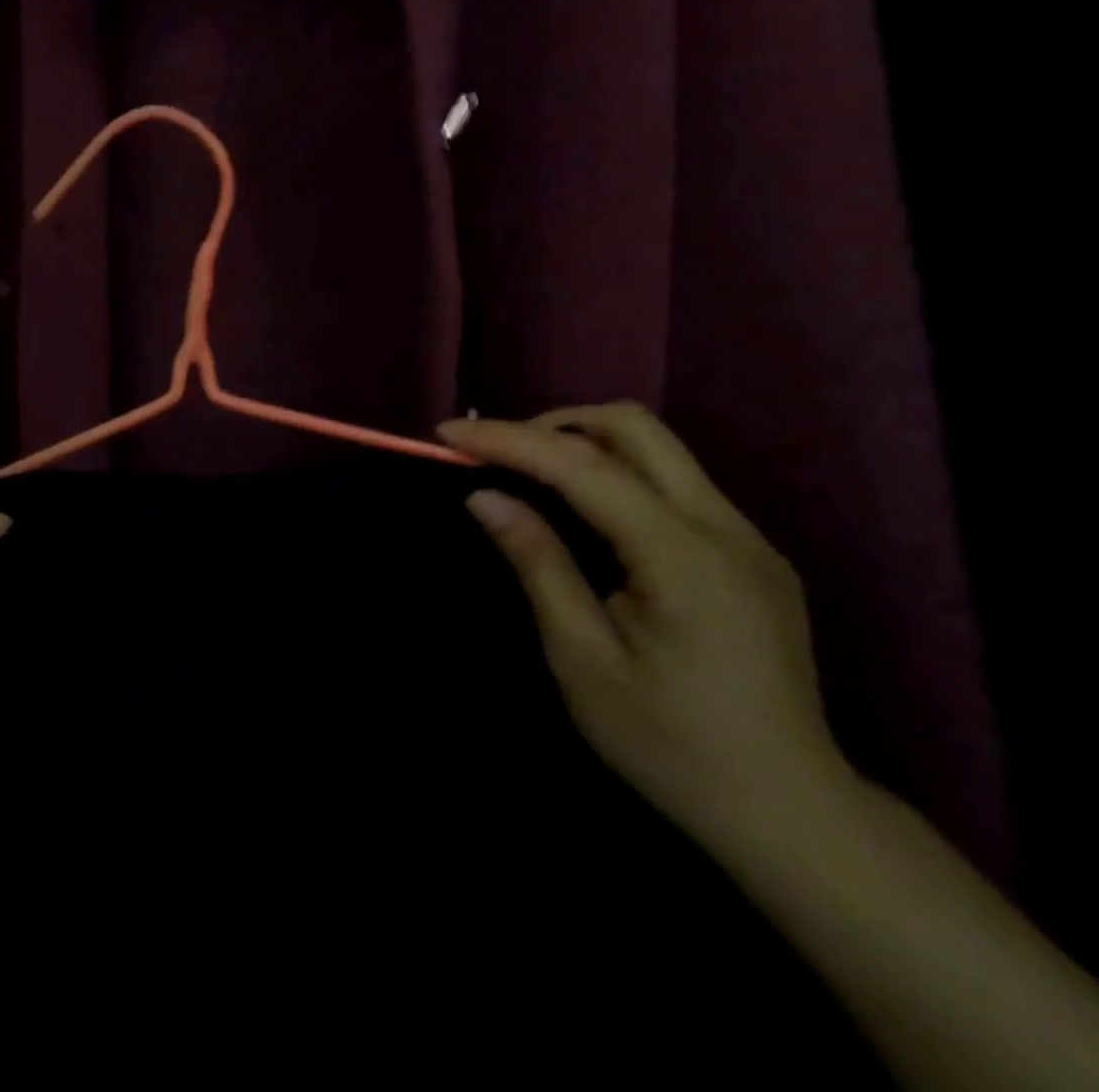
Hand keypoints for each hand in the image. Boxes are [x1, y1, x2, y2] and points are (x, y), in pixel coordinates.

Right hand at [437, 404, 848, 847]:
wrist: (791, 814)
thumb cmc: (671, 744)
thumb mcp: (583, 659)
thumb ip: (538, 564)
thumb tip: (485, 497)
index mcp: (684, 558)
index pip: (584, 466)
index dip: (510, 440)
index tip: (447, 433)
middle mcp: (725, 529)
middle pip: (634, 428)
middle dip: (552, 424)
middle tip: (494, 454)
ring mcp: (747, 538)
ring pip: (657, 449)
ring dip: (582, 444)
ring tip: (525, 474)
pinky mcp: (750, 554)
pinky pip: (672, 483)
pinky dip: (613, 474)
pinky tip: (582, 512)